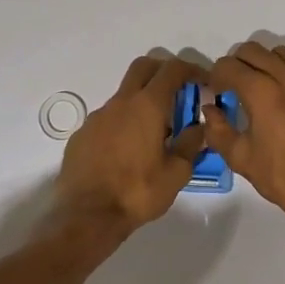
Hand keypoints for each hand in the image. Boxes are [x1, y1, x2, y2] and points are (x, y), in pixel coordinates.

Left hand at [55, 55, 206, 229]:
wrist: (86, 216)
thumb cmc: (137, 193)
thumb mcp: (176, 174)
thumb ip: (191, 144)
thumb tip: (198, 127)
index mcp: (147, 106)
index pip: (172, 69)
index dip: (191, 69)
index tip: (202, 81)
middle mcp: (121, 102)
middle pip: (143, 67)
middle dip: (163, 71)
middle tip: (178, 92)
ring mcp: (98, 116)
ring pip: (124, 95)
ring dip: (141, 102)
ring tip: (153, 133)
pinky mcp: (82, 134)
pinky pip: (107, 119)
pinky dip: (122, 124)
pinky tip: (126, 151)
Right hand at [204, 43, 284, 232]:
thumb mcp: (242, 159)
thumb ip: (218, 130)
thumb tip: (210, 108)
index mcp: (262, 93)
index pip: (228, 66)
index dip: (217, 77)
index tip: (219, 92)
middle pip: (254, 51)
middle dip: (239, 65)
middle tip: (240, 87)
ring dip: (271, 65)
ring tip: (272, 88)